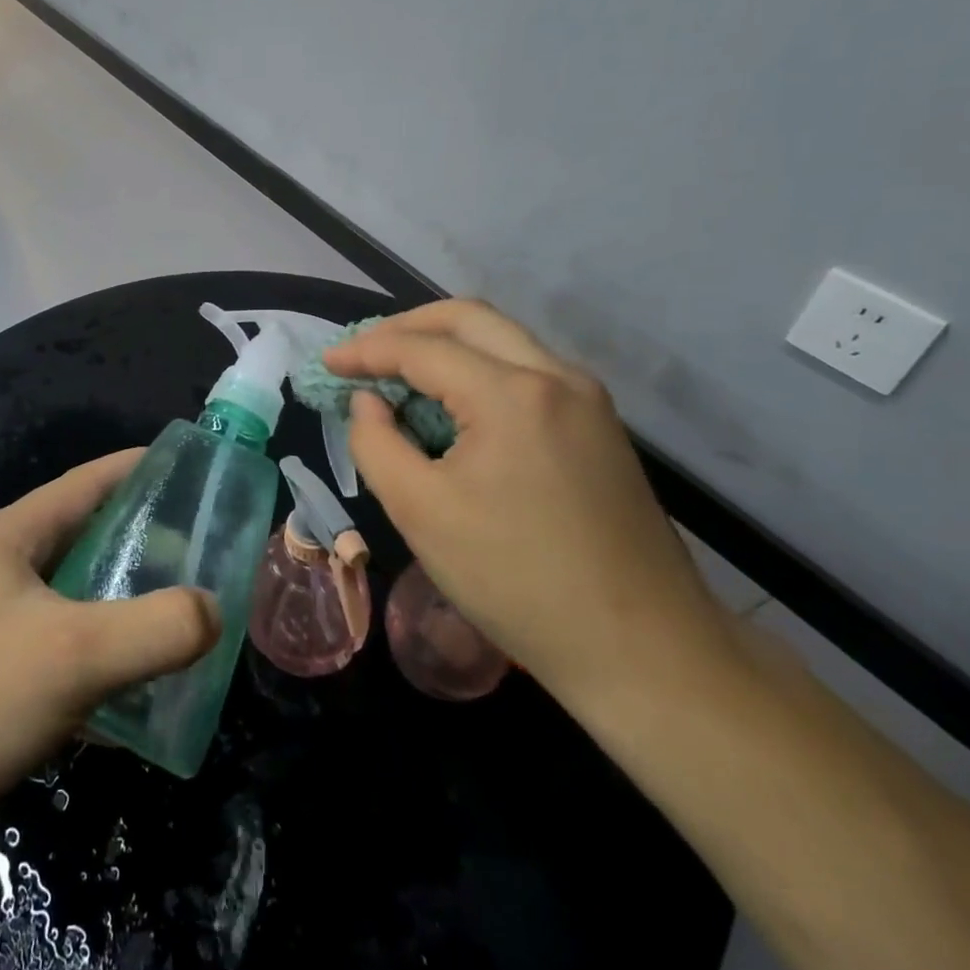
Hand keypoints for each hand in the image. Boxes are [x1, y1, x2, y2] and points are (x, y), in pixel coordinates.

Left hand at [0, 450, 220, 850]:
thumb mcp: (72, 658)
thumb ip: (155, 629)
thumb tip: (213, 611)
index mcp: (8, 536)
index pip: (88, 481)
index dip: (142, 469)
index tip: (196, 474)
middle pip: (83, 536)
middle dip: (142, 541)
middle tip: (201, 556)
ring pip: (71, 592)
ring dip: (121, 599)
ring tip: (176, 614)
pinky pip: (56, 639)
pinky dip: (95, 647)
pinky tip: (128, 681)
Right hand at [325, 300, 728, 704]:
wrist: (642, 650)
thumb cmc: (515, 581)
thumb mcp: (419, 512)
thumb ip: (375, 442)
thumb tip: (369, 402)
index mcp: (512, 395)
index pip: (423, 348)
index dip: (366, 350)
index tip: (327, 363)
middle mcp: (557, 377)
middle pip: (470, 318)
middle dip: (407, 326)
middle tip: (363, 353)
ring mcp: (588, 400)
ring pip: (503, 340)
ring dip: (445, 345)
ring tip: (399, 375)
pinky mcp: (600, 427)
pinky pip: (526, 372)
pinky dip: (478, 370)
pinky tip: (453, 406)